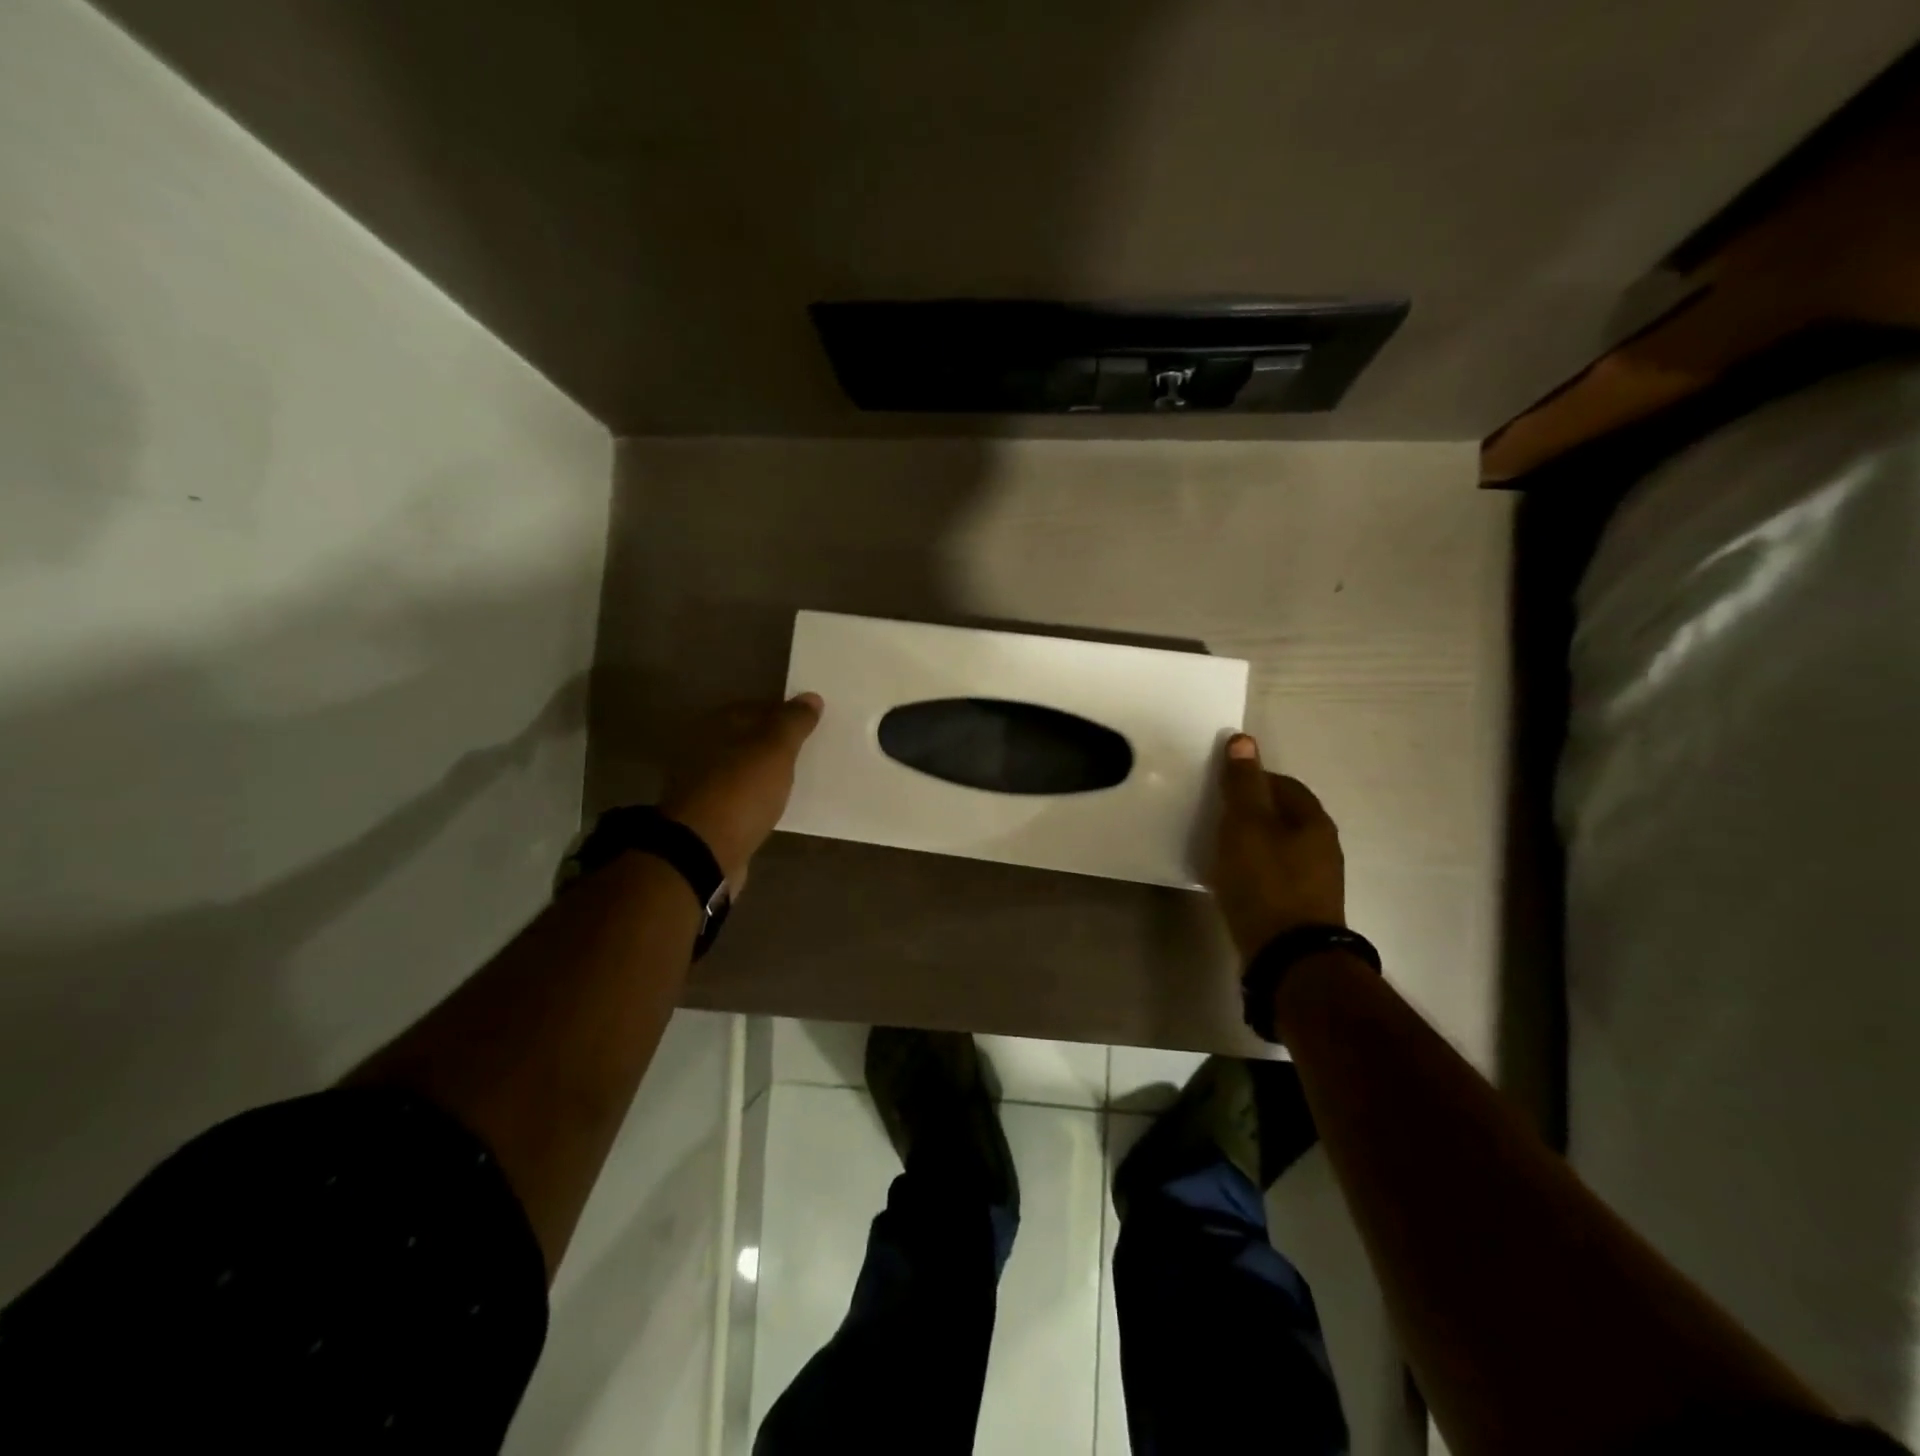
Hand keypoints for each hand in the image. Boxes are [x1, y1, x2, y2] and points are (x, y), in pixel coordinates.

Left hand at [660, 694, 823, 887]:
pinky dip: (754, 799)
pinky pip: (738, 798)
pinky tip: (773, 807)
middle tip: (807, 754)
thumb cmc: (741, 790)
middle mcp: (702, 748)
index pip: (756, 707)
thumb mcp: (776, 749)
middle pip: (746, 739)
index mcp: (716, 724)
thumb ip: (793, 722)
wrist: (702, 851)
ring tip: (794, 781)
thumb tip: (811, 697)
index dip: (784, 714)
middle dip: (773, 745)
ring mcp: (700, 784)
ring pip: (741, 770)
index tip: (811, 726)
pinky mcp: (705, 816)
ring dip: (763, 774)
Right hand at [1207, 733, 1345, 958]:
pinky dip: (1254, 870)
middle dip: (1250, 812)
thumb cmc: (1265, 881)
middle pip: (1282, 815)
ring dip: (1251, 843)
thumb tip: (1243, 740)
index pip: (1282, 783)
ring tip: (1219, 851)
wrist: (1288, 956)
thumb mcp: (1245, 825)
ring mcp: (1316, 880)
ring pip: (1279, 846)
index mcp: (1313, 820)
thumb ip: (1242, 784)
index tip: (1219, 792)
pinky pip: (1275, 875)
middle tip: (1214, 820)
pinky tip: (1234, 881)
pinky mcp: (1303, 908)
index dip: (1249, 780)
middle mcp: (1323, 846)